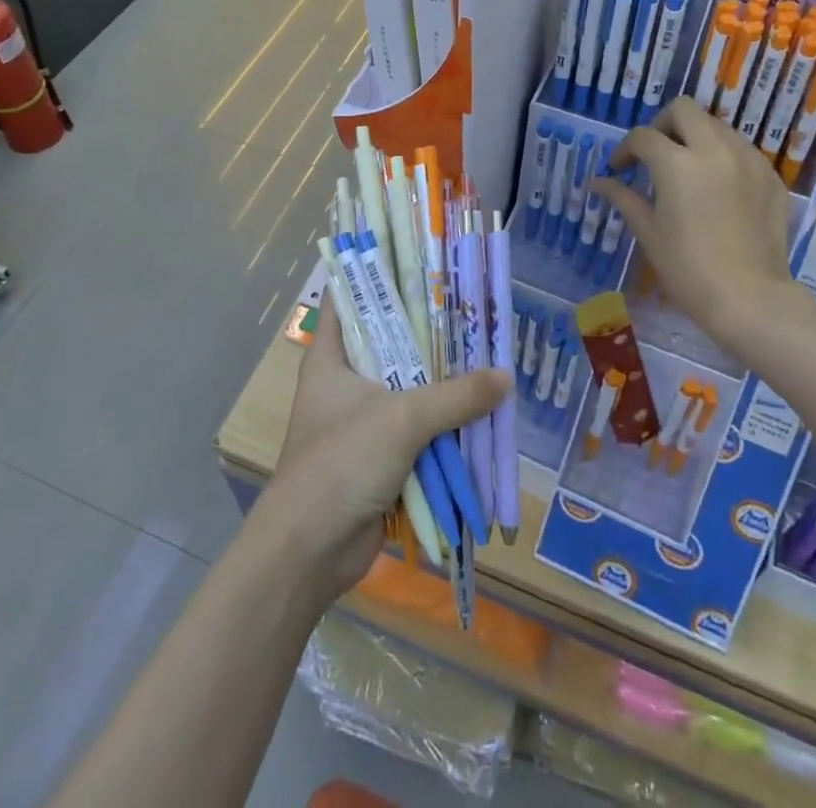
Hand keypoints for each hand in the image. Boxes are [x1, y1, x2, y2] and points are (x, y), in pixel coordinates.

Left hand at [266, 293, 508, 598]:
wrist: (310, 551)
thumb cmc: (341, 462)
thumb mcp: (402, 419)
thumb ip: (455, 396)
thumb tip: (505, 377)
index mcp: (331, 358)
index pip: (352, 301)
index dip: (380, 279)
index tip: (422, 264)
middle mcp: (344, 382)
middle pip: (389, 344)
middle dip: (429, 334)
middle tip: (471, 310)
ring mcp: (361, 421)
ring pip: (408, 389)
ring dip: (441, 383)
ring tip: (484, 352)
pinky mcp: (378, 456)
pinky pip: (416, 429)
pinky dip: (442, 423)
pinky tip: (477, 409)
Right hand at [592, 97, 805, 357]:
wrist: (750, 299)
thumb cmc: (687, 269)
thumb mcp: (648, 232)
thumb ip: (622, 197)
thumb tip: (595, 182)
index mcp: (677, 163)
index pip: (642, 136)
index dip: (625, 149)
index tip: (619, 169)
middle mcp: (714, 149)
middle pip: (684, 109)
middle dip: (663, 125)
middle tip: (655, 154)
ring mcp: (748, 160)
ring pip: (717, 126)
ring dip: (695, 138)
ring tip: (688, 170)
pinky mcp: (771, 177)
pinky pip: (742, 151)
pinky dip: (724, 157)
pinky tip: (718, 189)